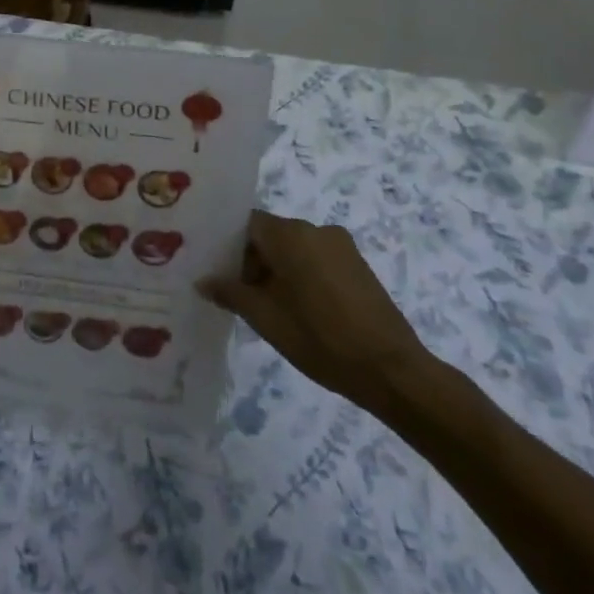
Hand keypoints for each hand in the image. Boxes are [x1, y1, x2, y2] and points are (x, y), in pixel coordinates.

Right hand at [199, 209, 433, 413]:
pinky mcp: (358, 265)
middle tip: (239, 296)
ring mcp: (341, 245)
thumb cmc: (319, 338)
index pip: (246, 224)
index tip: (218, 273)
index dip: (228, 246)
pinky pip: (316, 259)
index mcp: (289, 233)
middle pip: (270, 235)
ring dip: (278, 270)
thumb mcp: (264, 317)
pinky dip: (302, 276)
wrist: (391, 370)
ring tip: (269, 307)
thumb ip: (229, 292)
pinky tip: (300, 310)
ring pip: (294, 248)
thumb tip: (202, 281)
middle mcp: (315, 228)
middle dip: (252, 261)